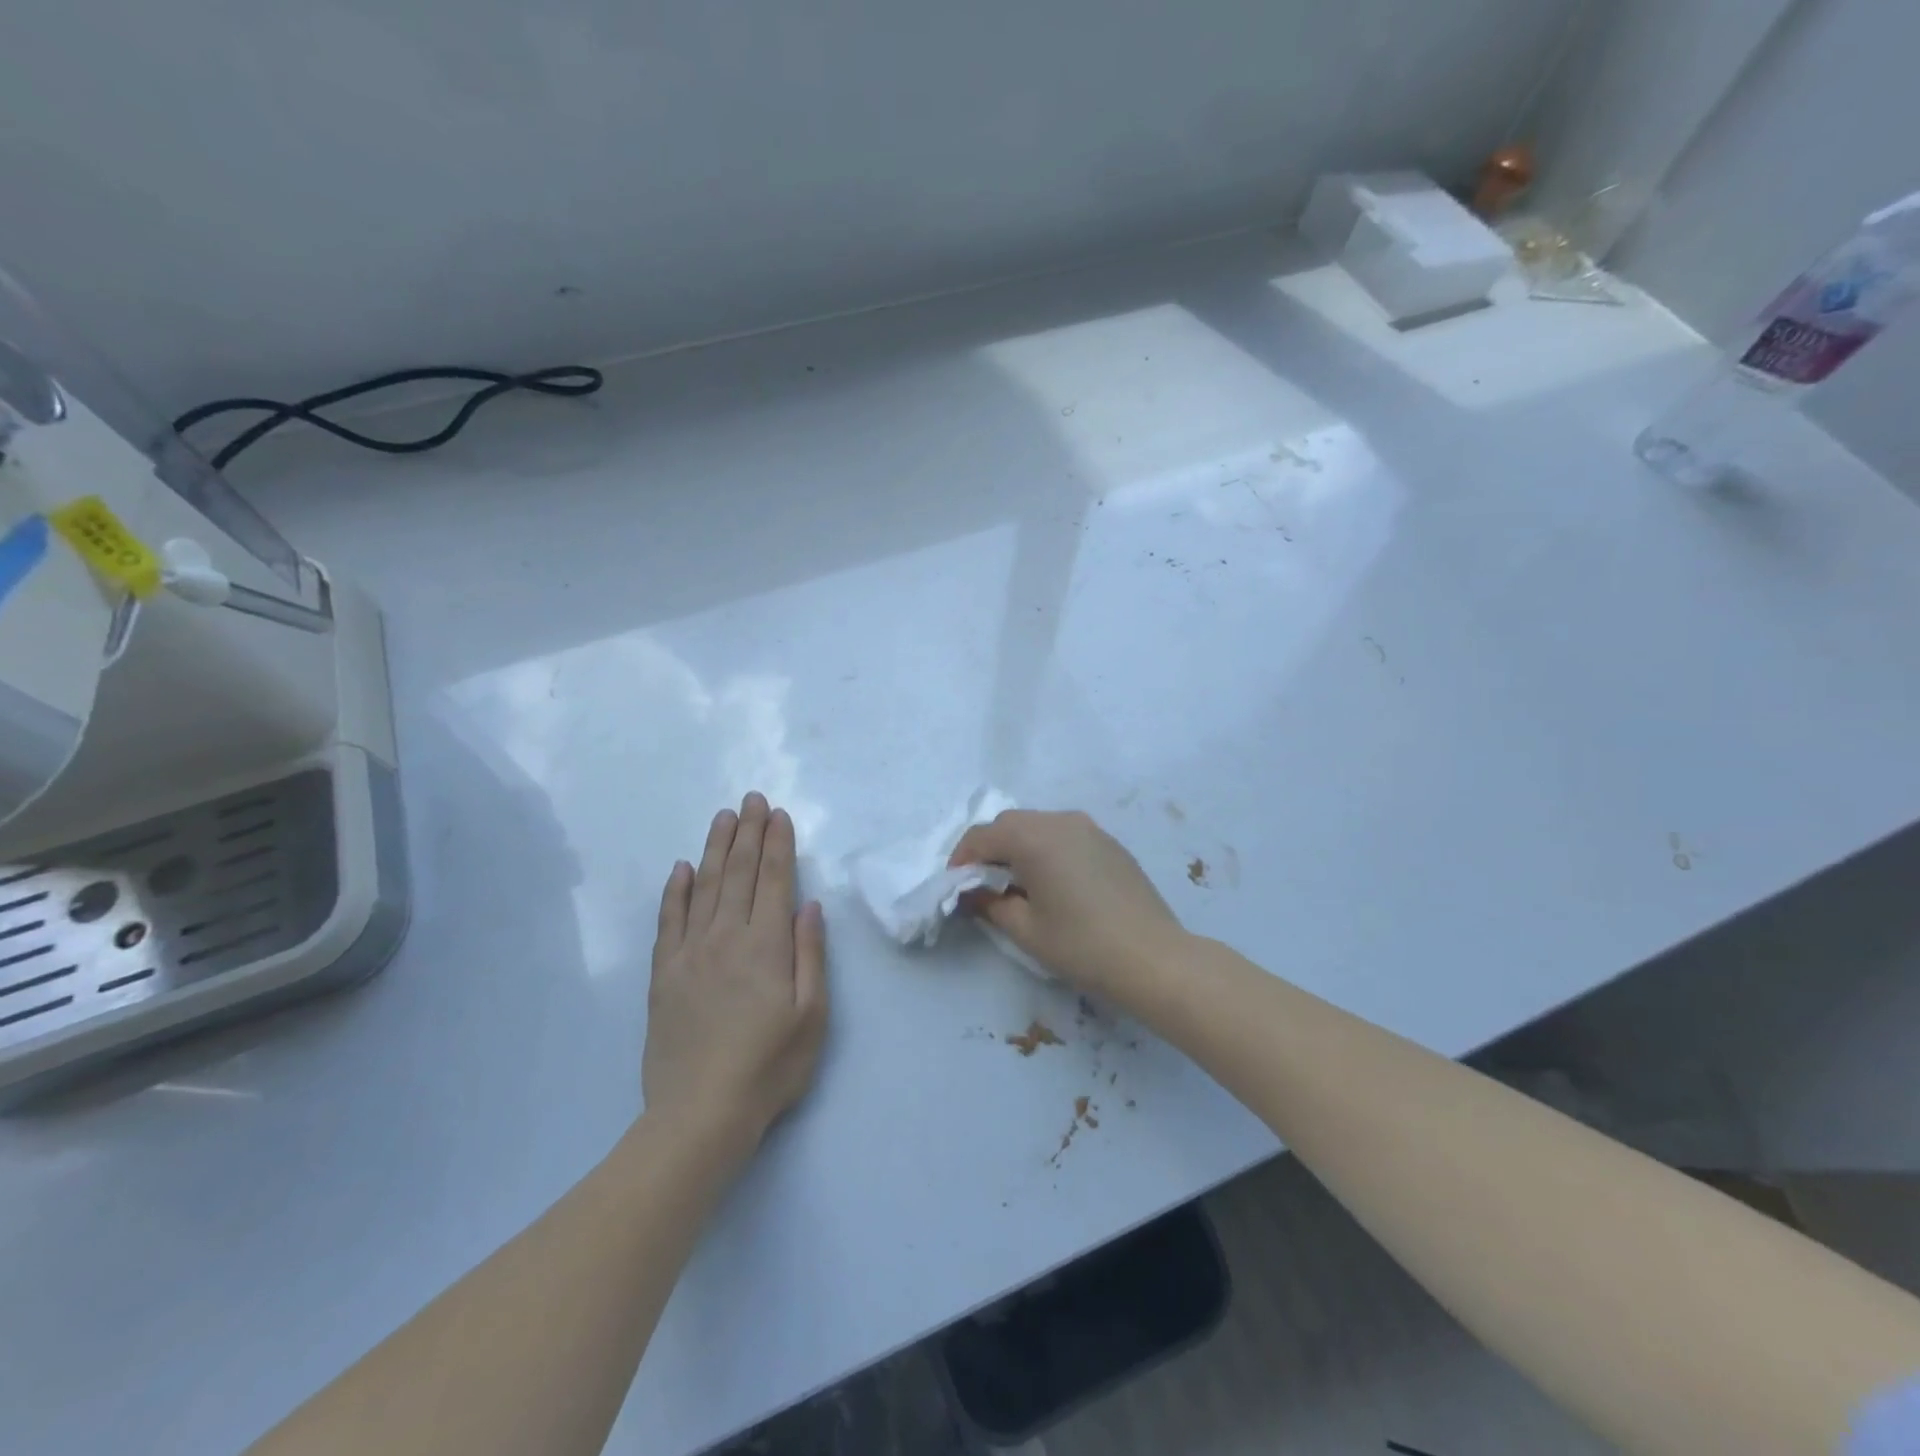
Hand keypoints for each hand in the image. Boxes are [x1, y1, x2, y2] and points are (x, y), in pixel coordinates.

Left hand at [643, 793, 827, 1153]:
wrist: (699, 1114)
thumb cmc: (769, 1067)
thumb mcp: (812, 1016)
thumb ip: (810, 955)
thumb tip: (808, 906)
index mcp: (766, 945)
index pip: (774, 879)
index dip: (777, 843)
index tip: (778, 813)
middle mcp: (726, 937)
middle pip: (738, 873)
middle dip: (747, 832)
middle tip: (751, 799)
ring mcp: (690, 953)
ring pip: (704, 887)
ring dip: (715, 848)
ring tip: (723, 818)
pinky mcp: (664, 974)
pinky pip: (669, 920)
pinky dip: (675, 890)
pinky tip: (682, 868)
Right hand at [949, 809, 1186, 1000]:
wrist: (1154, 958)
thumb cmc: (1081, 945)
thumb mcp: (1026, 930)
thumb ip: (991, 903)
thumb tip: (975, 892)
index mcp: (1033, 837)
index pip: (982, 835)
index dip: (962, 858)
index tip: (957, 885)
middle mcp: (1060, 820)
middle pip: (1011, 823)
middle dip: (990, 848)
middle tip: (983, 883)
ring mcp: (1089, 828)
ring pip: (1039, 825)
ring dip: (1019, 846)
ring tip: (1017, 882)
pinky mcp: (1109, 842)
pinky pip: (1065, 834)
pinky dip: (1047, 849)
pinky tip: (1052, 881)